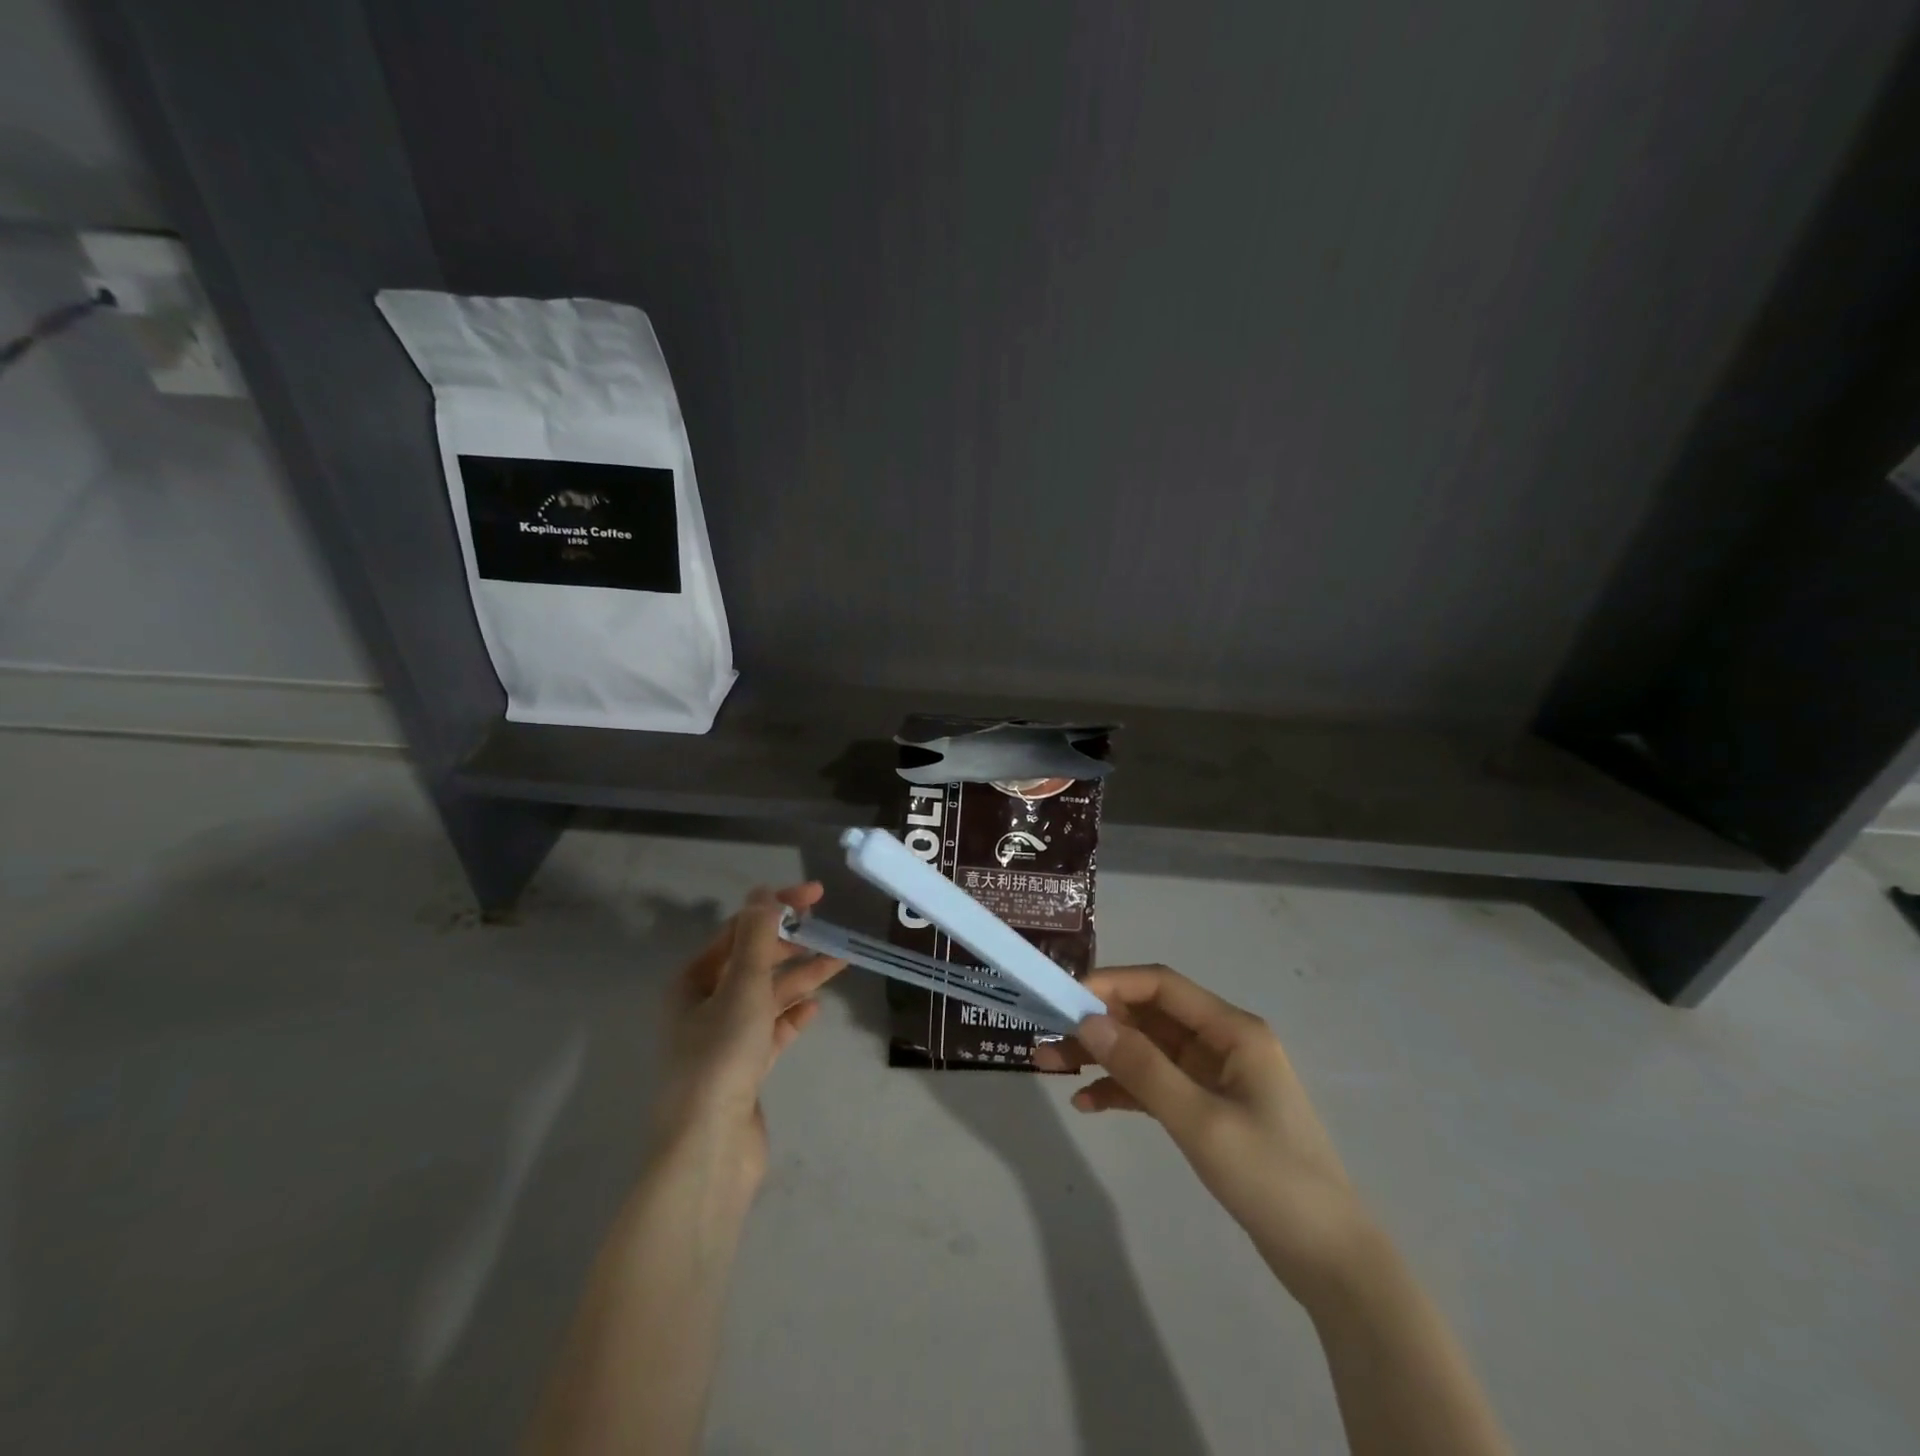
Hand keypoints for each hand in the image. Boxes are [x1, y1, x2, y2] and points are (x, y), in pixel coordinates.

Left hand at [651, 884, 845, 1191]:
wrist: (710, 1148)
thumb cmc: (721, 1056)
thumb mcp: (742, 986)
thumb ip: (757, 937)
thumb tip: (764, 892)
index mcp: (693, 981)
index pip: (739, 930)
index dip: (776, 907)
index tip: (815, 895)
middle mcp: (704, 1006)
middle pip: (753, 962)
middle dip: (791, 945)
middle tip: (828, 931)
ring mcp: (724, 1039)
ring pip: (767, 996)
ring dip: (800, 978)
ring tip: (840, 962)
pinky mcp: (743, 1069)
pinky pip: (772, 1031)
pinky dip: (793, 1016)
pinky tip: (816, 1008)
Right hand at [1034, 964, 1372, 1304]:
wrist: (1331, 1261)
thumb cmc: (1272, 1179)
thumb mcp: (1201, 1121)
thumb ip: (1143, 1069)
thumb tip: (1087, 1021)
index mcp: (1232, 1030)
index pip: (1161, 986)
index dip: (1112, 984)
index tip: (1065, 998)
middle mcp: (1221, 1043)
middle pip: (1149, 1018)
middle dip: (1098, 1025)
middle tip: (1047, 1039)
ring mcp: (1214, 1077)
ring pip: (1147, 1051)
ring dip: (1103, 1057)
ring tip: (1050, 1067)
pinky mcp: (1208, 1110)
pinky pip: (1155, 1086)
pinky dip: (1122, 1090)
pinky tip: (1087, 1104)